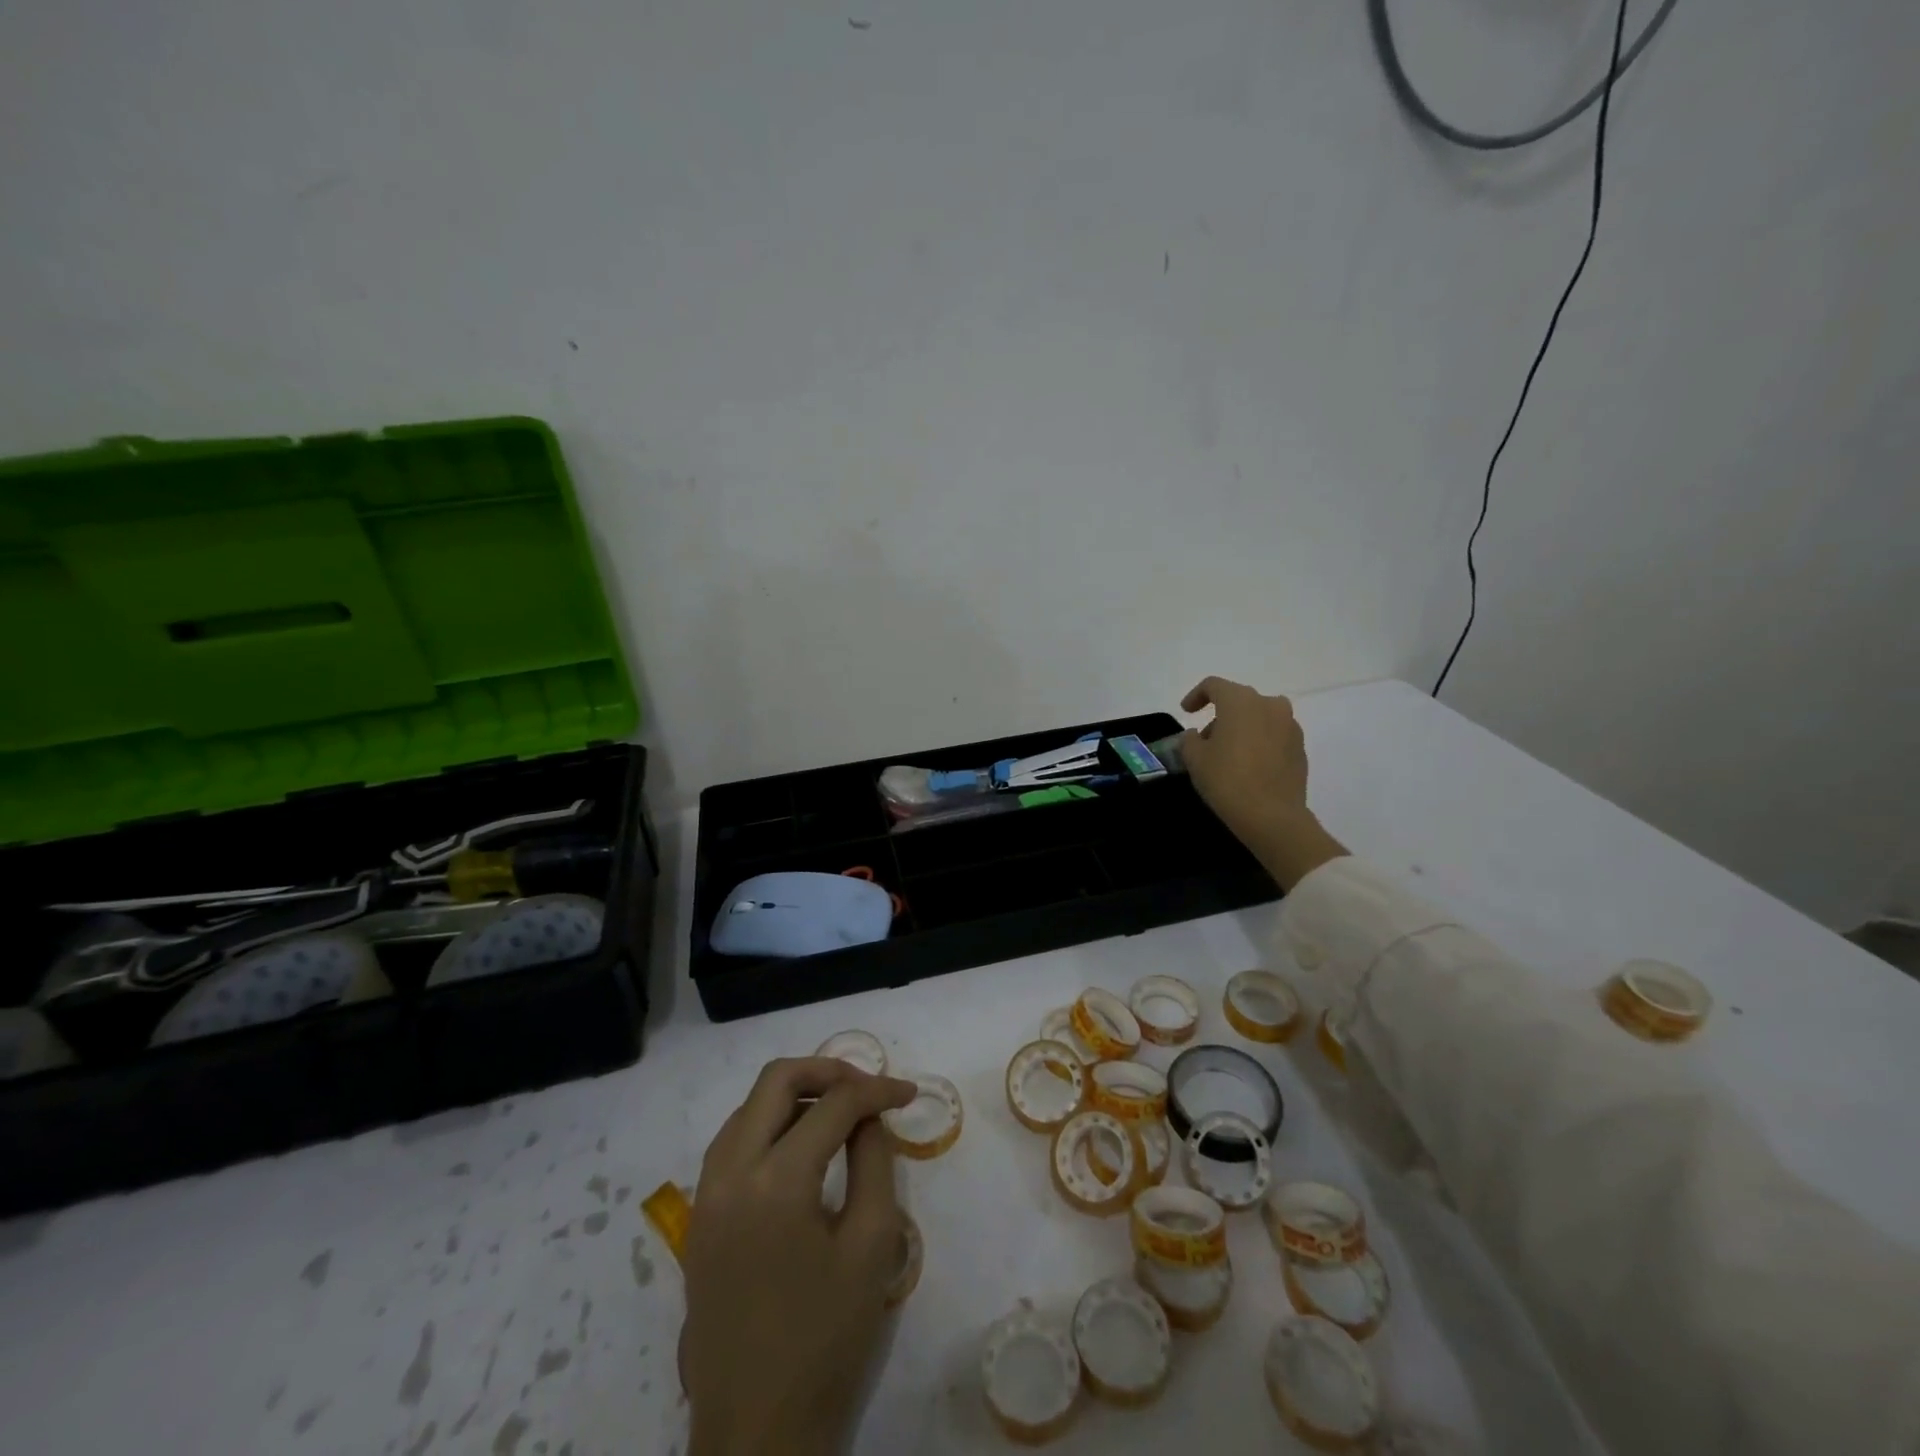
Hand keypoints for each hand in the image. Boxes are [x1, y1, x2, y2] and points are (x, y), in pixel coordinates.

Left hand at [684, 1057, 917, 1455]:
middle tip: (867, 1088)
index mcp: (776, 1181)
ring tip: (839, 1111)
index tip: (908, 1093)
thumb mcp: (872, 1246)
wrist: (755, 1431)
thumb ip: (874, 1162)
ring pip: (749, 1105)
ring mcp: (706, 1192)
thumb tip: (867, 1118)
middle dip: (828, 1070)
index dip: (877, 1090)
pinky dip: (769, 1123)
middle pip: (777, 1079)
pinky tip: (800, 1146)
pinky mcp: (699, 1215)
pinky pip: (733, 1140)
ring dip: (796, 1094)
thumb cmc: (825, 1341)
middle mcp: (730, 1171)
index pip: (834, 1104)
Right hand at [1180, 677, 1347, 889]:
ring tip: (1228, 753)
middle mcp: (1269, 705)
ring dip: (1242, 727)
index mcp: (1241, 702)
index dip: (1196, 696)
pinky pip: (1274, 734)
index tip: (1186, 712)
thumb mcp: (1195, 759)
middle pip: (1239, 700)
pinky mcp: (1300, 747)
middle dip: (1220, 715)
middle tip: (1205, 739)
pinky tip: (1249, 764)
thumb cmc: (1227, 780)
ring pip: (1259, 716)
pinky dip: (1259, 741)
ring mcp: (1290, 725)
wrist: (1272, 816)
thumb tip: (1197, 735)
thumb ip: (1190, 740)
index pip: (1214, 685)